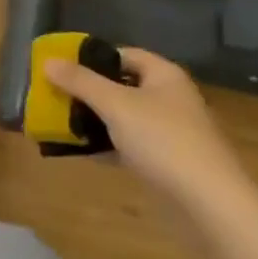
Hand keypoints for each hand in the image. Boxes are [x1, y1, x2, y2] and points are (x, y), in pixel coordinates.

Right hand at [42, 48, 249, 209]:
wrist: (209, 204)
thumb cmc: (163, 141)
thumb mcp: (115, 105)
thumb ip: (80, 82)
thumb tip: (48, 61)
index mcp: (164, 76)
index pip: (123, 54)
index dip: (92, 57)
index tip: (61, 66)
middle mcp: (169, 98)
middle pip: (122, 85)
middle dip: (88, 90)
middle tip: (55, 95)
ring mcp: (169, 132)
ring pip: (124, 117)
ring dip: (94, 119)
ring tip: (60, 122)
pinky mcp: (166, 162)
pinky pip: (128, 144)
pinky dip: (106, 145)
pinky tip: (80, 151)